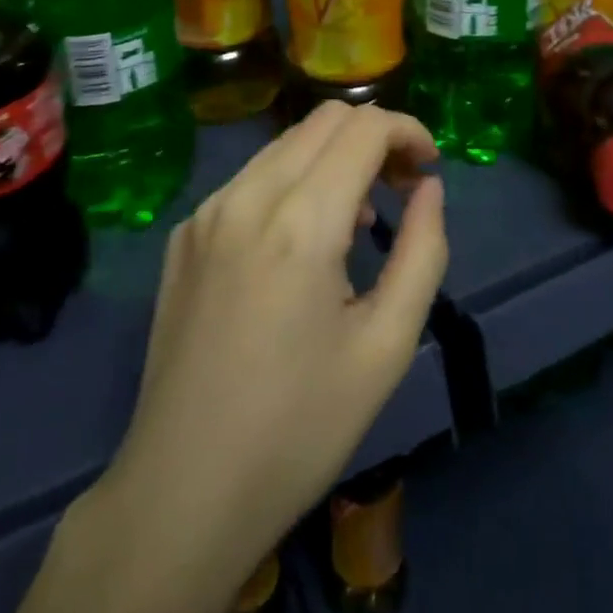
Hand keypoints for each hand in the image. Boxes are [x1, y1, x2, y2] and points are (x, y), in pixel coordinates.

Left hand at [113, 103, 445, 574]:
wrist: (182, 493)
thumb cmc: (299, 429)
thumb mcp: (386, 346)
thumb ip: (423, 252)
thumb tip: (429, 188)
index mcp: (301, 221)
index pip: (364, 127)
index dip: (408, 131)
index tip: (430, 170)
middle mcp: (247, 196)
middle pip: (324, 120)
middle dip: (374, 137)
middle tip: (402, 187)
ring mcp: (206, 211)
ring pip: (286, 143)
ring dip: (333, 157)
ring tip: (357, 219)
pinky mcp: (183, 233)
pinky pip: (250, 178)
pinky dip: (292, 182)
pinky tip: (301, 241)